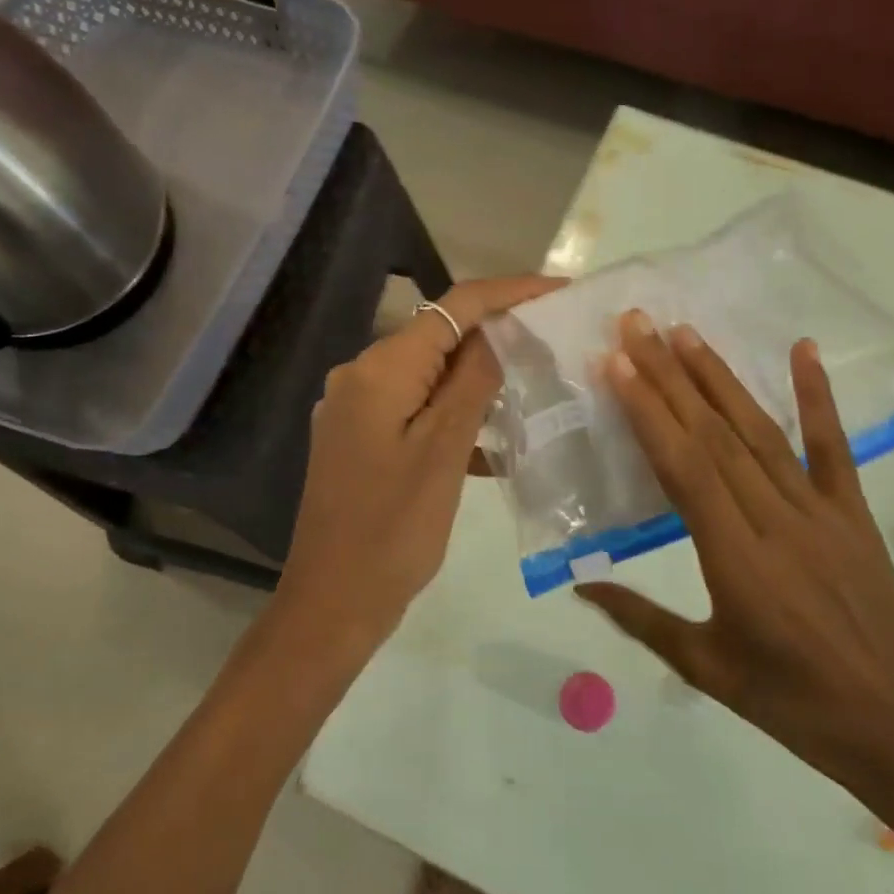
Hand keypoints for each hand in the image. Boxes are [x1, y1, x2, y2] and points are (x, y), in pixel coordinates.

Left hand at [280, 274, 565, 649]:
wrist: (333, 602)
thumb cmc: (393, 530)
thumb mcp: (444, 451)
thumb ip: (472, 382)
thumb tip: (497, 332)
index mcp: (379, 370)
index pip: (453, 307)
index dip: (509, 293)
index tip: (560, 291)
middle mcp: (360, 376)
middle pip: (439, 337)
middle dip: (497, 337)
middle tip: (554, 344)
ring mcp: (355, 409)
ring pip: (429, 375)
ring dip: (477, 382)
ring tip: (533, 391)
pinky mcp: (359, 439)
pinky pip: (414, 409)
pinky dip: (452, 416)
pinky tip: (491, 443)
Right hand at [577, 312, 893, 847]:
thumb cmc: (797, 708)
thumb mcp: (708, 670)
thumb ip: (640, 619)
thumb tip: (580, 583)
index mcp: (736, 560)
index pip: (684, 468)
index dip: (648, 411)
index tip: (618, 364)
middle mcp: (776, 521)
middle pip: (715, 435)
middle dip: (670, 375)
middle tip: (638, 325)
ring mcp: (822, 514)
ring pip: (762, 432)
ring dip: (720, 378)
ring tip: (686, 333)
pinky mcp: (856, 517)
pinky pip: (835, 449)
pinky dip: (818, 397)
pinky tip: (803, 351)